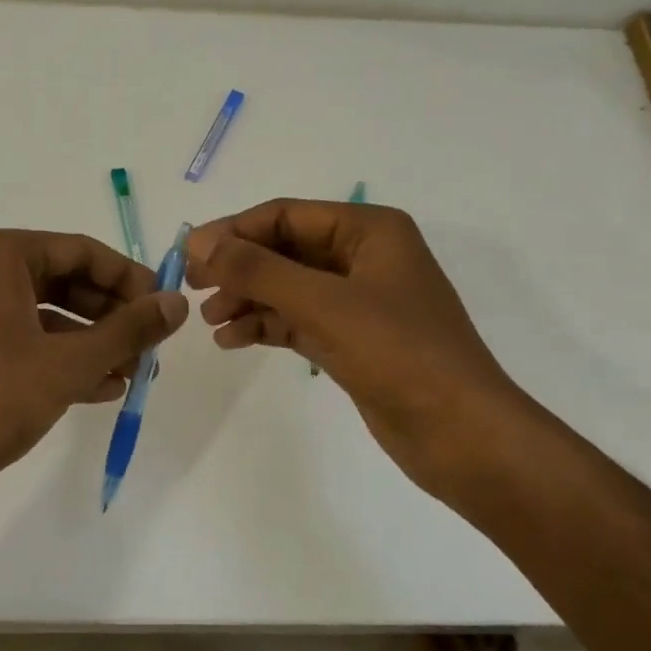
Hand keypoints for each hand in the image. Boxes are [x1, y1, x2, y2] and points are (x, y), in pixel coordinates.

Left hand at [0, 228, 188, 497]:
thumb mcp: (67, 363)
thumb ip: (128, 330)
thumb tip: (177, 303)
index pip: (80, 250)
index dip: (129, 279)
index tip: (162, 310)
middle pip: (60, 281)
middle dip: (109, 316)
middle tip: (147, 347)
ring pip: (38, 315)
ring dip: (87, 342)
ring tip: (129, 374)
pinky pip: (14, 341)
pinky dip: (53, 359)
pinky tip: (95, 389)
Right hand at [187, 199, 551, 507]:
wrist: (461, 434)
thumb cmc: (399, 354)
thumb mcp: (324, 304)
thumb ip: (260, 271)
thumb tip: (203, 245)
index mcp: (369, 231)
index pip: (287, 215)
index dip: (235, 231)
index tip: (189, 254)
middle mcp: (363, 258)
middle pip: (284, 249)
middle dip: (239, 266)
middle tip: (193, 286)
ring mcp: (358, 301)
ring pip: (287, 287)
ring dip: (247, 298)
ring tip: (211, 320)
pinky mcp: (352, 340)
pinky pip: (297, 320)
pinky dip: (265, 326)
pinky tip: (232, 340)